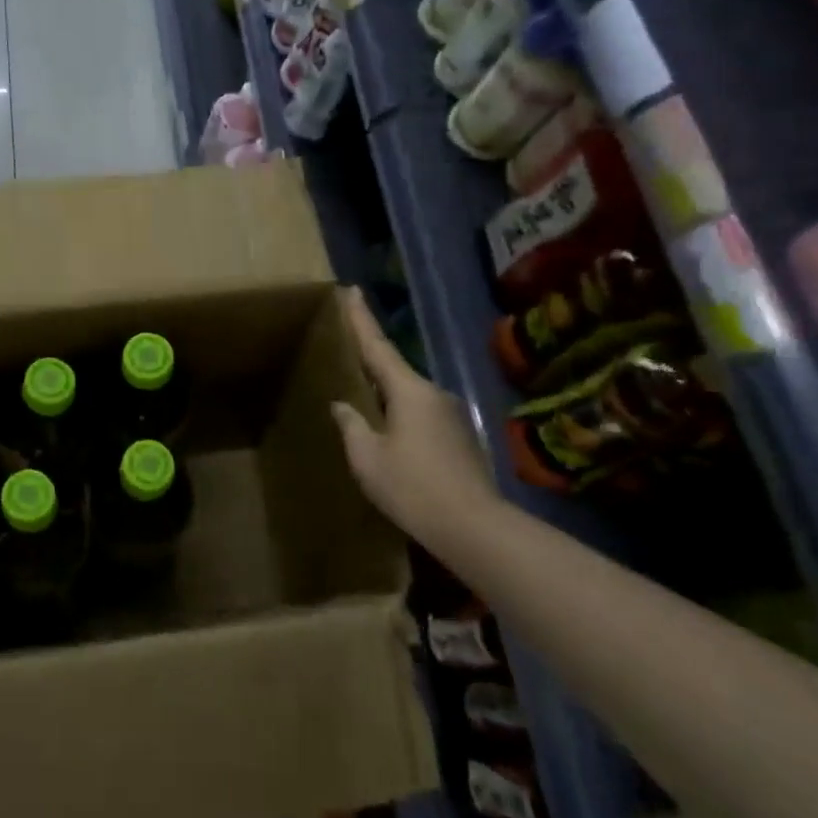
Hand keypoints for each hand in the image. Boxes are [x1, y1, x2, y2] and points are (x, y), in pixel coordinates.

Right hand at [331, 287, 502, 545]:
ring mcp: (451, 416)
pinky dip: (401, 414)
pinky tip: (388, 433)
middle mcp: (434, 394)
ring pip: (409, 395)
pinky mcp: (460, 438)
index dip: (361, 319)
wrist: (473, 528)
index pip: (378, 347)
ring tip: (362, 398)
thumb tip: (343, 404)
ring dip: (386, 394)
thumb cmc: (412, 488)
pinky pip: (421, 415)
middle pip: (394, 370)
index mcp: (409, 391)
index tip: (351, 290)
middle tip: (346, 350)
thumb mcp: (367, 457)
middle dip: (371, 360)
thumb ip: (352, 425)